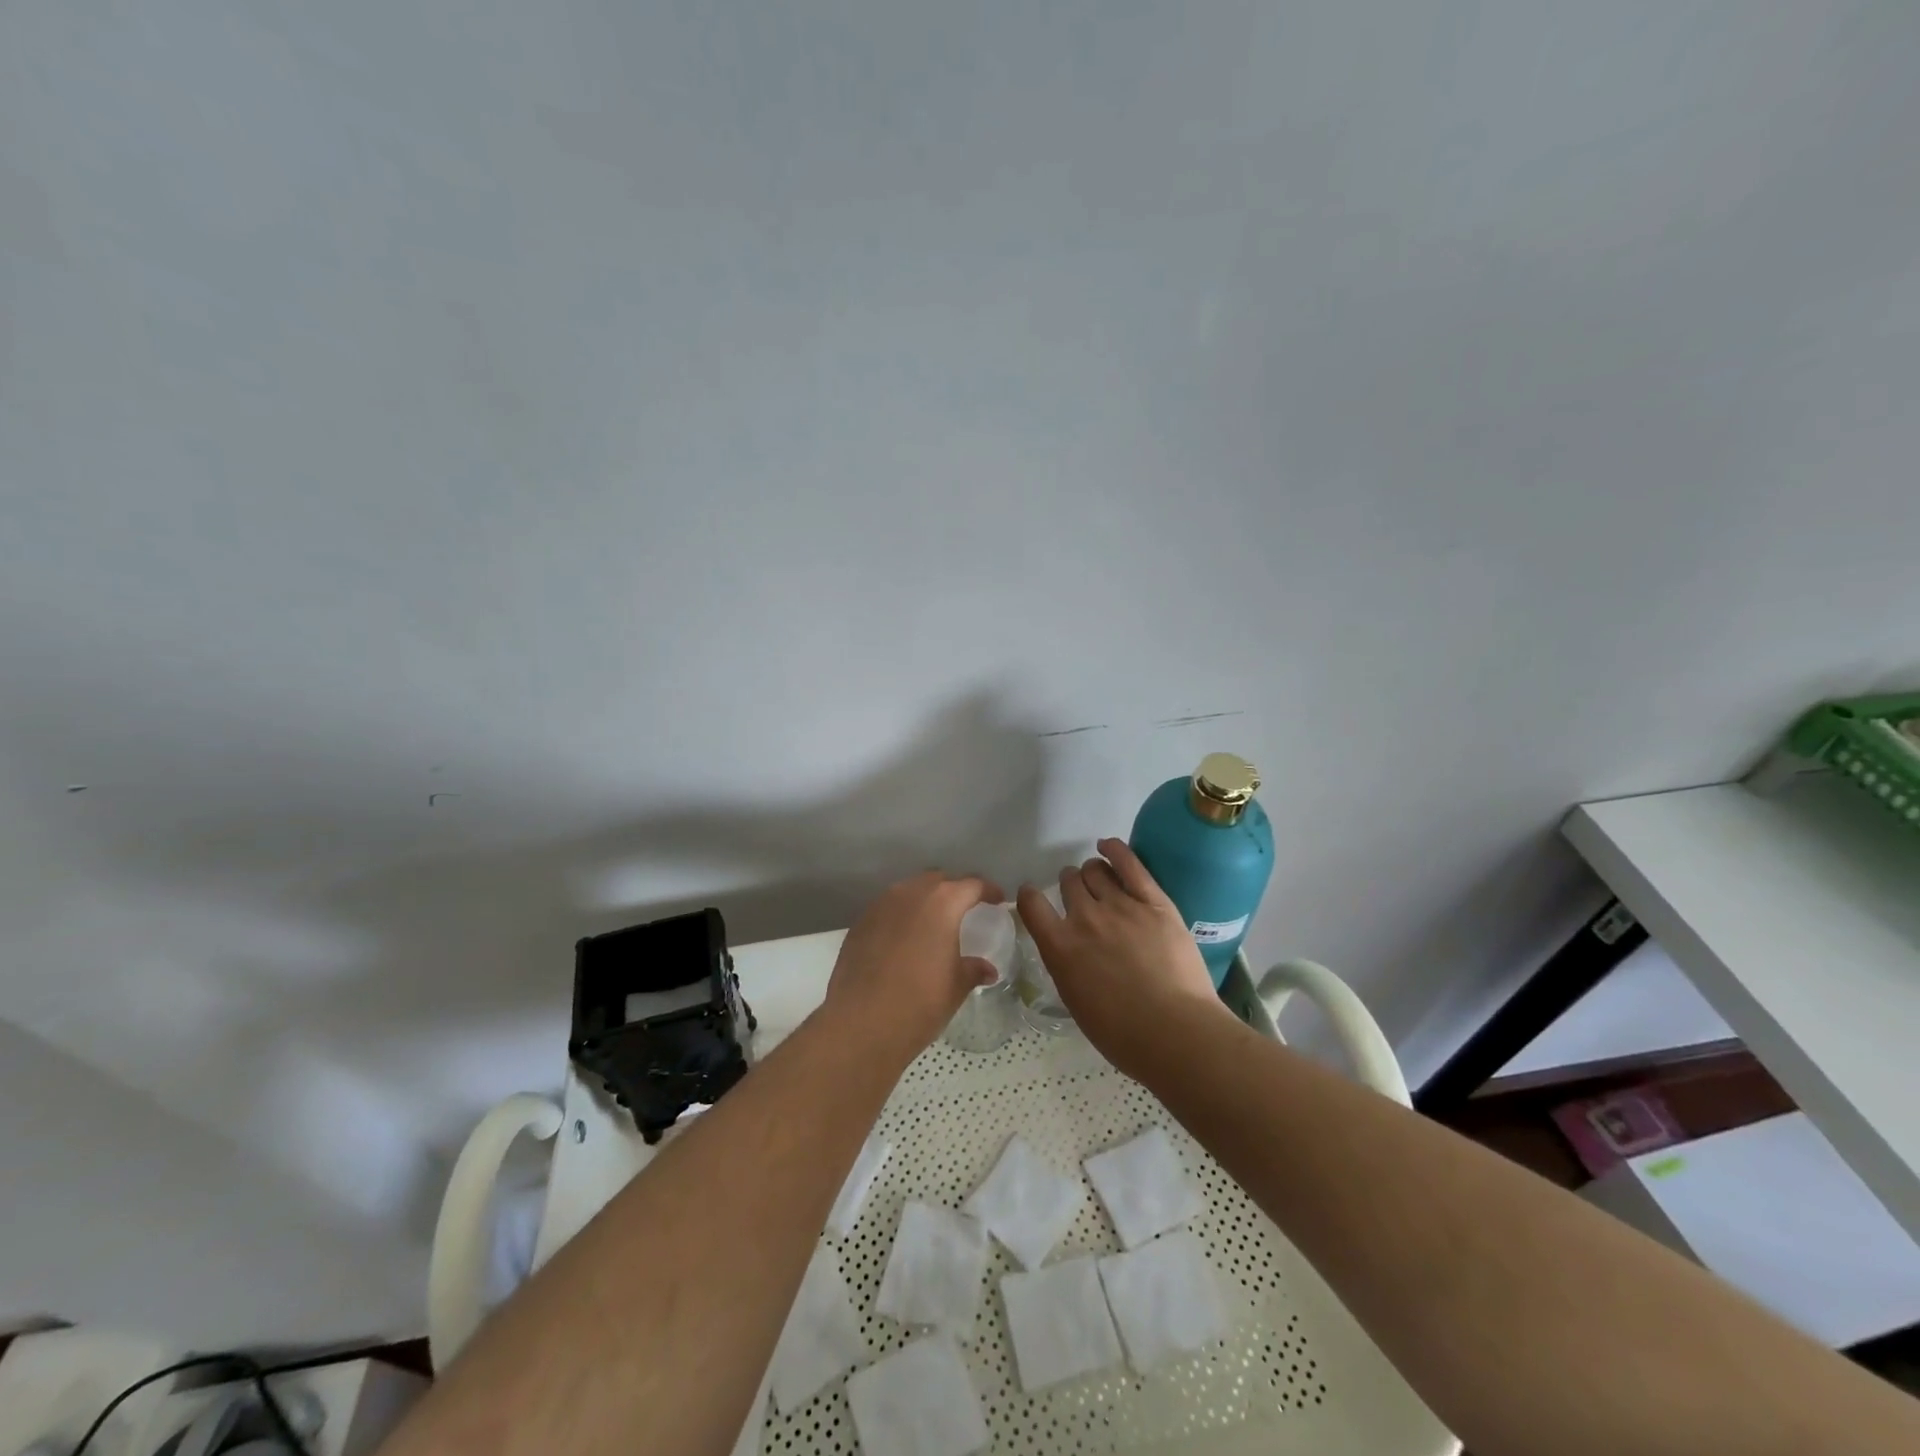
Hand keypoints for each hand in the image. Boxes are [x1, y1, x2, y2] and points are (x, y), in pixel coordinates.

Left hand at [824, 871, 1002, 1062]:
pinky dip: (901, 915)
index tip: (997, 900)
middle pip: (938, 880)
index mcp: (942, 903)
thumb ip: (973, 970)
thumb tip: (987, 969)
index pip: (972, 884)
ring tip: (934, 922)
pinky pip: (888, 908)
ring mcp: (881, 905)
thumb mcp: (955, 987)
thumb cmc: (919, 1003)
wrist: (861, 1023)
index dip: (988, 890)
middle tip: (965, 908)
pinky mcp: (860, 922)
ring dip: (925, 900)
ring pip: (909, 890)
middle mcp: (910, 893)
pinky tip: (904, 939)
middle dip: (954, 890)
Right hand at [1016, 838, 1232, 1077]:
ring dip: (1093, 872)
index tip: (1034, 897)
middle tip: (1079, 894)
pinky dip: (1115, 849)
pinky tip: (1109, 846)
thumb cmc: (1122, 1034)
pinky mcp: (1154, 901)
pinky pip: (1130, 863)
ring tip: (1100, 878)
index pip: (1031, 904)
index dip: (1030, 896)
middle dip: (1070, 884)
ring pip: (1095, 870)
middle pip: (1069, 882)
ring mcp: (1120, 905)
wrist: (1176, 1033)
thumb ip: (1067, 965)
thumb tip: (1070, 948)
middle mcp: (1084, 918)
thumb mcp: (1076, 1001)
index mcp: (1060, 947)